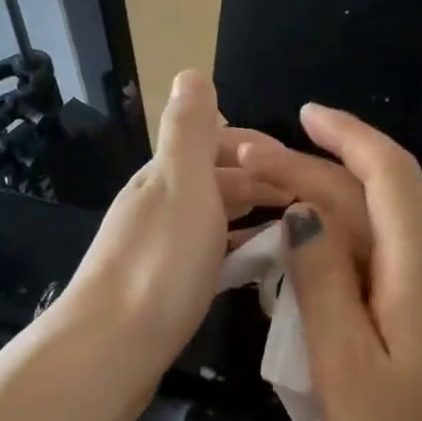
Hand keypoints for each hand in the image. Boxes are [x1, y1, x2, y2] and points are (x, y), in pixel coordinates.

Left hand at [46, 71, 286, 417]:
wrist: (113, 347)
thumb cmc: (160, 262)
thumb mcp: (181, 183)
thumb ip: (190, 132)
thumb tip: (191, 73)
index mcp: (163, 176)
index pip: (214, 144)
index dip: (257, 148)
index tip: (301, 166)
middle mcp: (156, 208)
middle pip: (213, 184)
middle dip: (259, 185)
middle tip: (308, 204)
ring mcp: (157, 251)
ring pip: (211, 222)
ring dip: (249, 220)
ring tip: (291, 234)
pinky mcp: (161, 290)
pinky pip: (207, 259)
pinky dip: (234, 254)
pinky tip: (252, 271)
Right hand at [274, 103, 421, 420]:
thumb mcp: (346, 367)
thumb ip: (323, 284)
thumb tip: (303, 212)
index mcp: (417, 271)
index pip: (388, 175)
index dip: (345, 136)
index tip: (299, 116)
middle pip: (374, 201)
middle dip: (313, 172)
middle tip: (246, 168)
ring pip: (374, 235)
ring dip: (322, 209)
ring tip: (262, 205)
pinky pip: (376, 271)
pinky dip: (334, 252)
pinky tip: (301, 264)